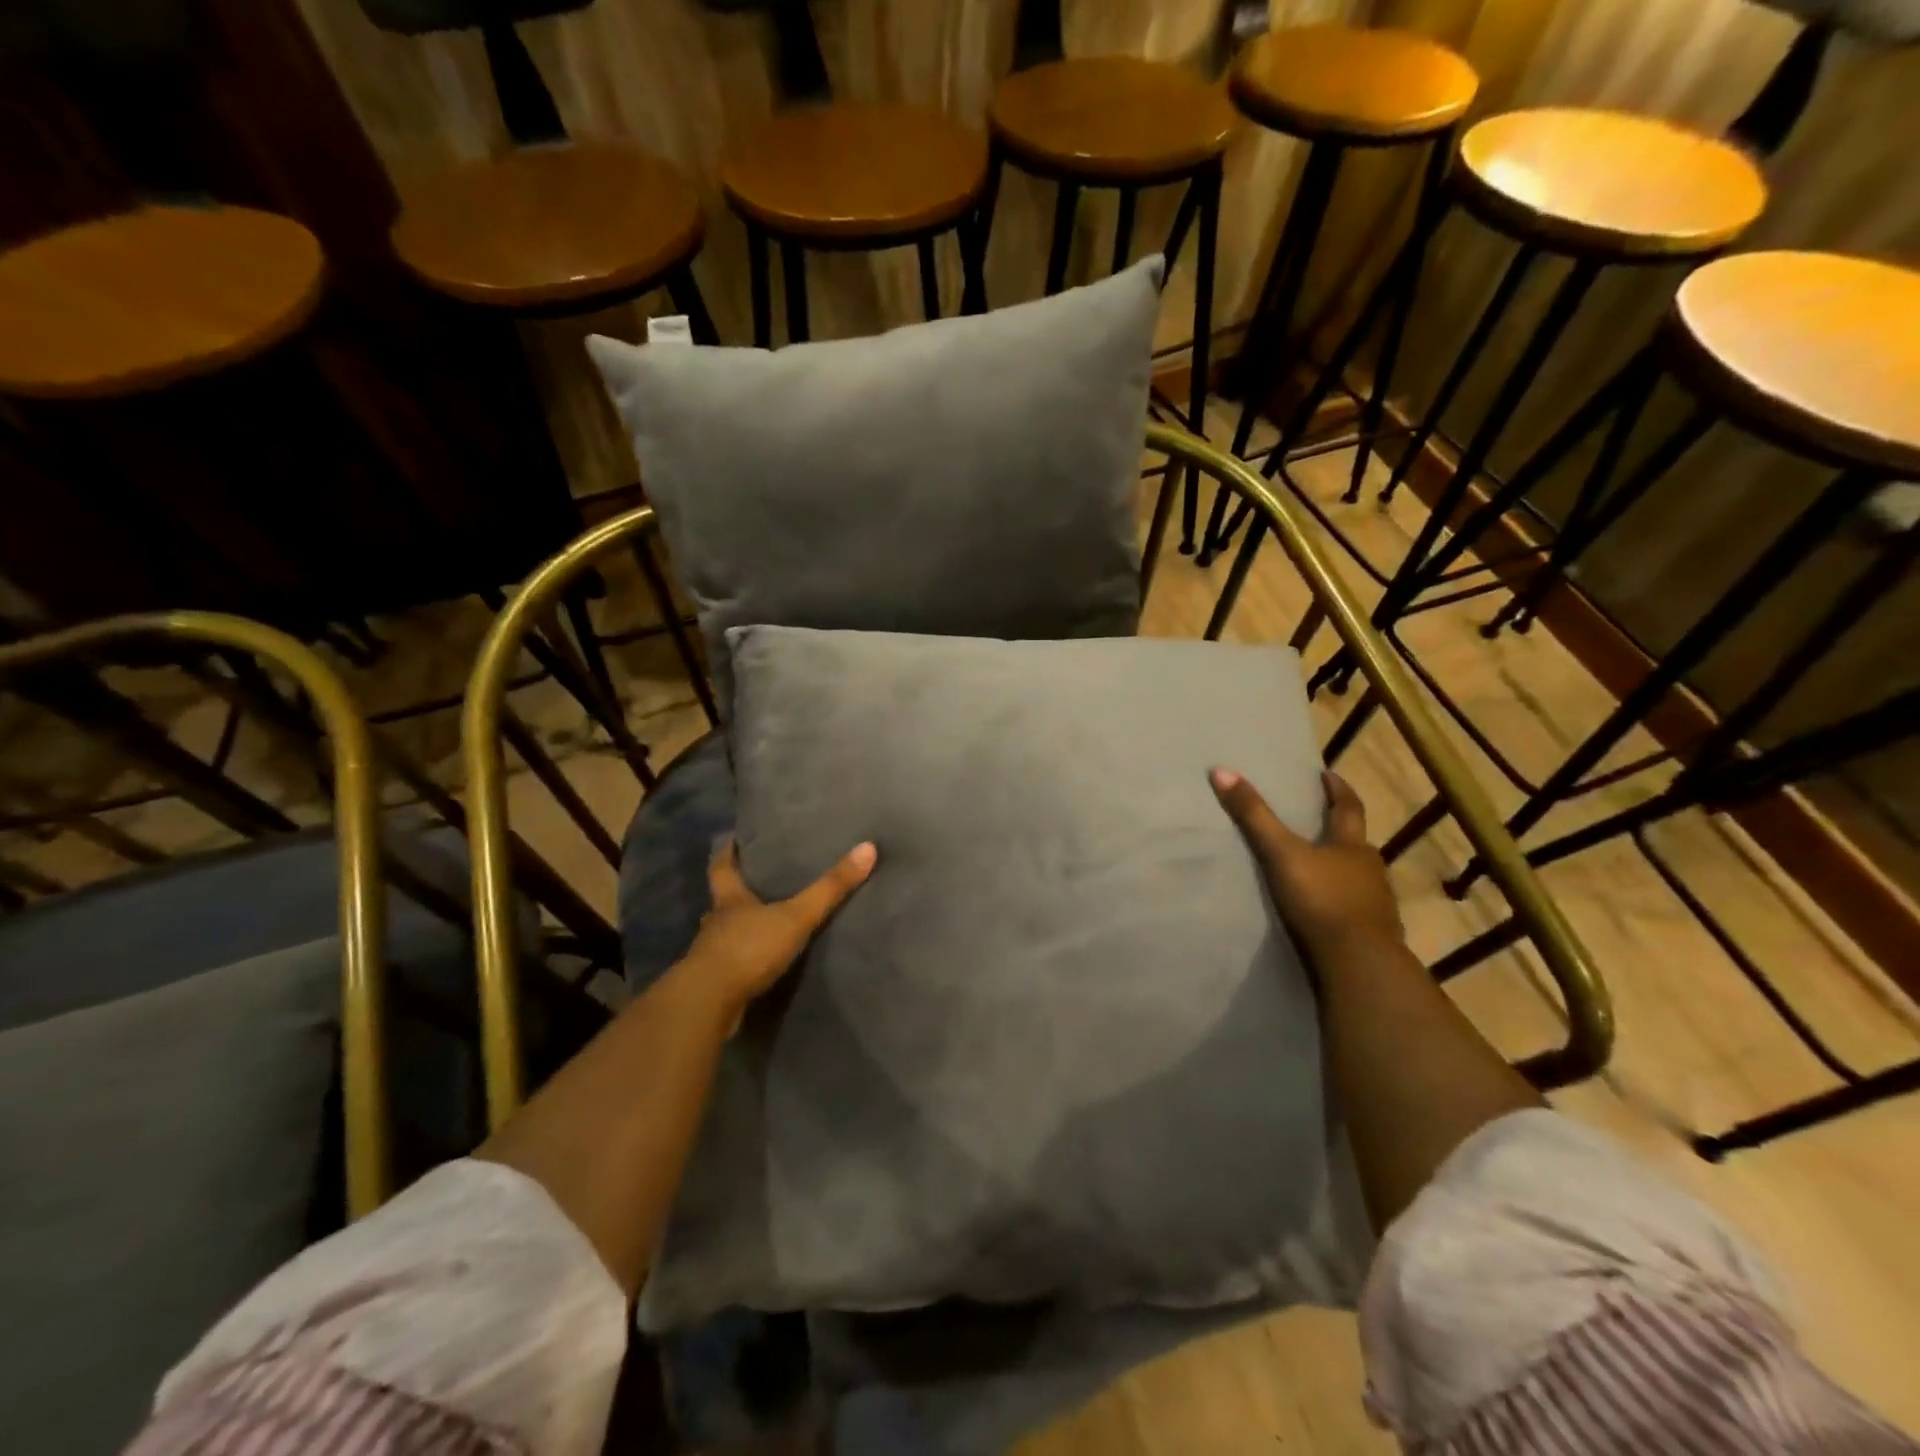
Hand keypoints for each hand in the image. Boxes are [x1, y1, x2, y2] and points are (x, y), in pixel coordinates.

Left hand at [678, 836, 877, 1013]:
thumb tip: (867, 848)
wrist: (709, 1004)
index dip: (727, 852)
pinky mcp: (714, 983)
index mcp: (730, 900)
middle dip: (736, 892)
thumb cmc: (748, 949)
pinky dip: (741, 960)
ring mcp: (711, 954)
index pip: (722, 867)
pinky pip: (729, 964)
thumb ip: (830, 888)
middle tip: (756, 881)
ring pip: (724, 933)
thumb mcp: (796, 916)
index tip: (730, 838)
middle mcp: (716, 923)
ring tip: (762, 924)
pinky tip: (757, 965)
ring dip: (739, 929)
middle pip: (722, 900)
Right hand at [1210, 767, 1402, 961]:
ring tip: (1319, 867)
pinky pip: (1358, 909)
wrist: (1358, 962)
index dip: (1337, 789)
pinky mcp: (1374, 933)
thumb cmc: (1321, 899)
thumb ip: (1253, 816)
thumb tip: (1222, 770)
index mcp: (1352, 845)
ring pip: (1359, 876)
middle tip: (1321, 820)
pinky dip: (1343, 902)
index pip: (1349, 807)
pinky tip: (1328, 910)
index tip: (1327, 775)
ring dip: (1342, 868)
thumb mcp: (1280, 854)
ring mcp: (1377, 903)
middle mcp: (1371, 869)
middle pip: (1357, 842)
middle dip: (1340, 830)